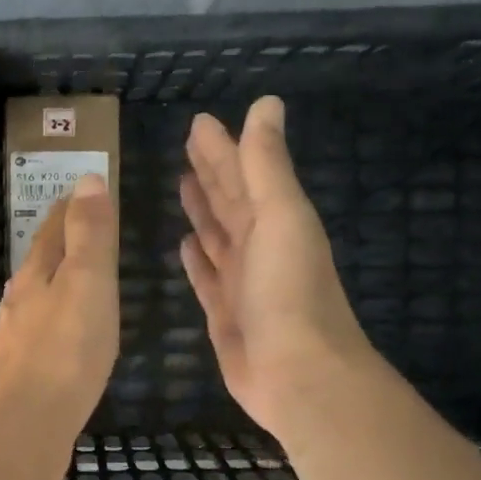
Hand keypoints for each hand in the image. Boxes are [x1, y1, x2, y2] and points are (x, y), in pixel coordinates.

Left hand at [0, 173, 118, 436]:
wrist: (26, 424)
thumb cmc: (67, 350)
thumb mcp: (88, 282)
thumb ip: (89, 233)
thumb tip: (87, 178)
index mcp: (36, 272)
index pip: (53, 226)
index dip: (71, 207)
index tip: (86, 192)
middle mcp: (19, 297)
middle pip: (41, 258)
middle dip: (60, 239)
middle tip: (85, 228)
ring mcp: (15, 334)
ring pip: (37, 293)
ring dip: (56, 278)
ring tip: (77, 277)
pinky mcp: (20, 367)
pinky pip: (40, 327)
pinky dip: (54, 314)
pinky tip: (61, 331)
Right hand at [180, 97, 378, 440]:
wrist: (298, 375)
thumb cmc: (289, 292)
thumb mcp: (282, 217)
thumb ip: (267, 165)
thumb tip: (265, 104)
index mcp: (275, 220)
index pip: (242, 173)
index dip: (222, 147)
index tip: (199, 123)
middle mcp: (259, 246)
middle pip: (229, 201)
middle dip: (210, 173)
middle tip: (185, 145)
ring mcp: (242, 282)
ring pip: (217, 236)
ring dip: (202, 211)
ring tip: (182, 186)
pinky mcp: (224, 314)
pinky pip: (206, 277)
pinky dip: (197, 259)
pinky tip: (184, 244)